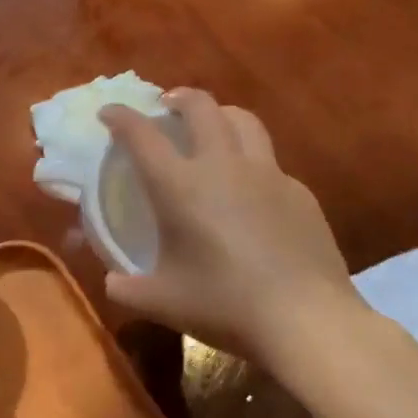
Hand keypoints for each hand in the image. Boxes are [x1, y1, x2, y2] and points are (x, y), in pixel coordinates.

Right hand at [98, 89, 364, 367]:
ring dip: (221, 114)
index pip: (141, 134)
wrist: (308, 321)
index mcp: (180, 186)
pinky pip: (271, 162)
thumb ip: (128, 289)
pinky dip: (252, 162)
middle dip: (179, 97)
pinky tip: (252, 191)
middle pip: (201, 107)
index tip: (109, 113)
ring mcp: (267, 175)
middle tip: (168, 105)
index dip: (120, 116)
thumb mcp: (163, 303)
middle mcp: (222, 166)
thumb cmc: (225, 305)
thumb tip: (112, 282)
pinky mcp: (299, 193)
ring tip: (213, 126)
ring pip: (243, 120)